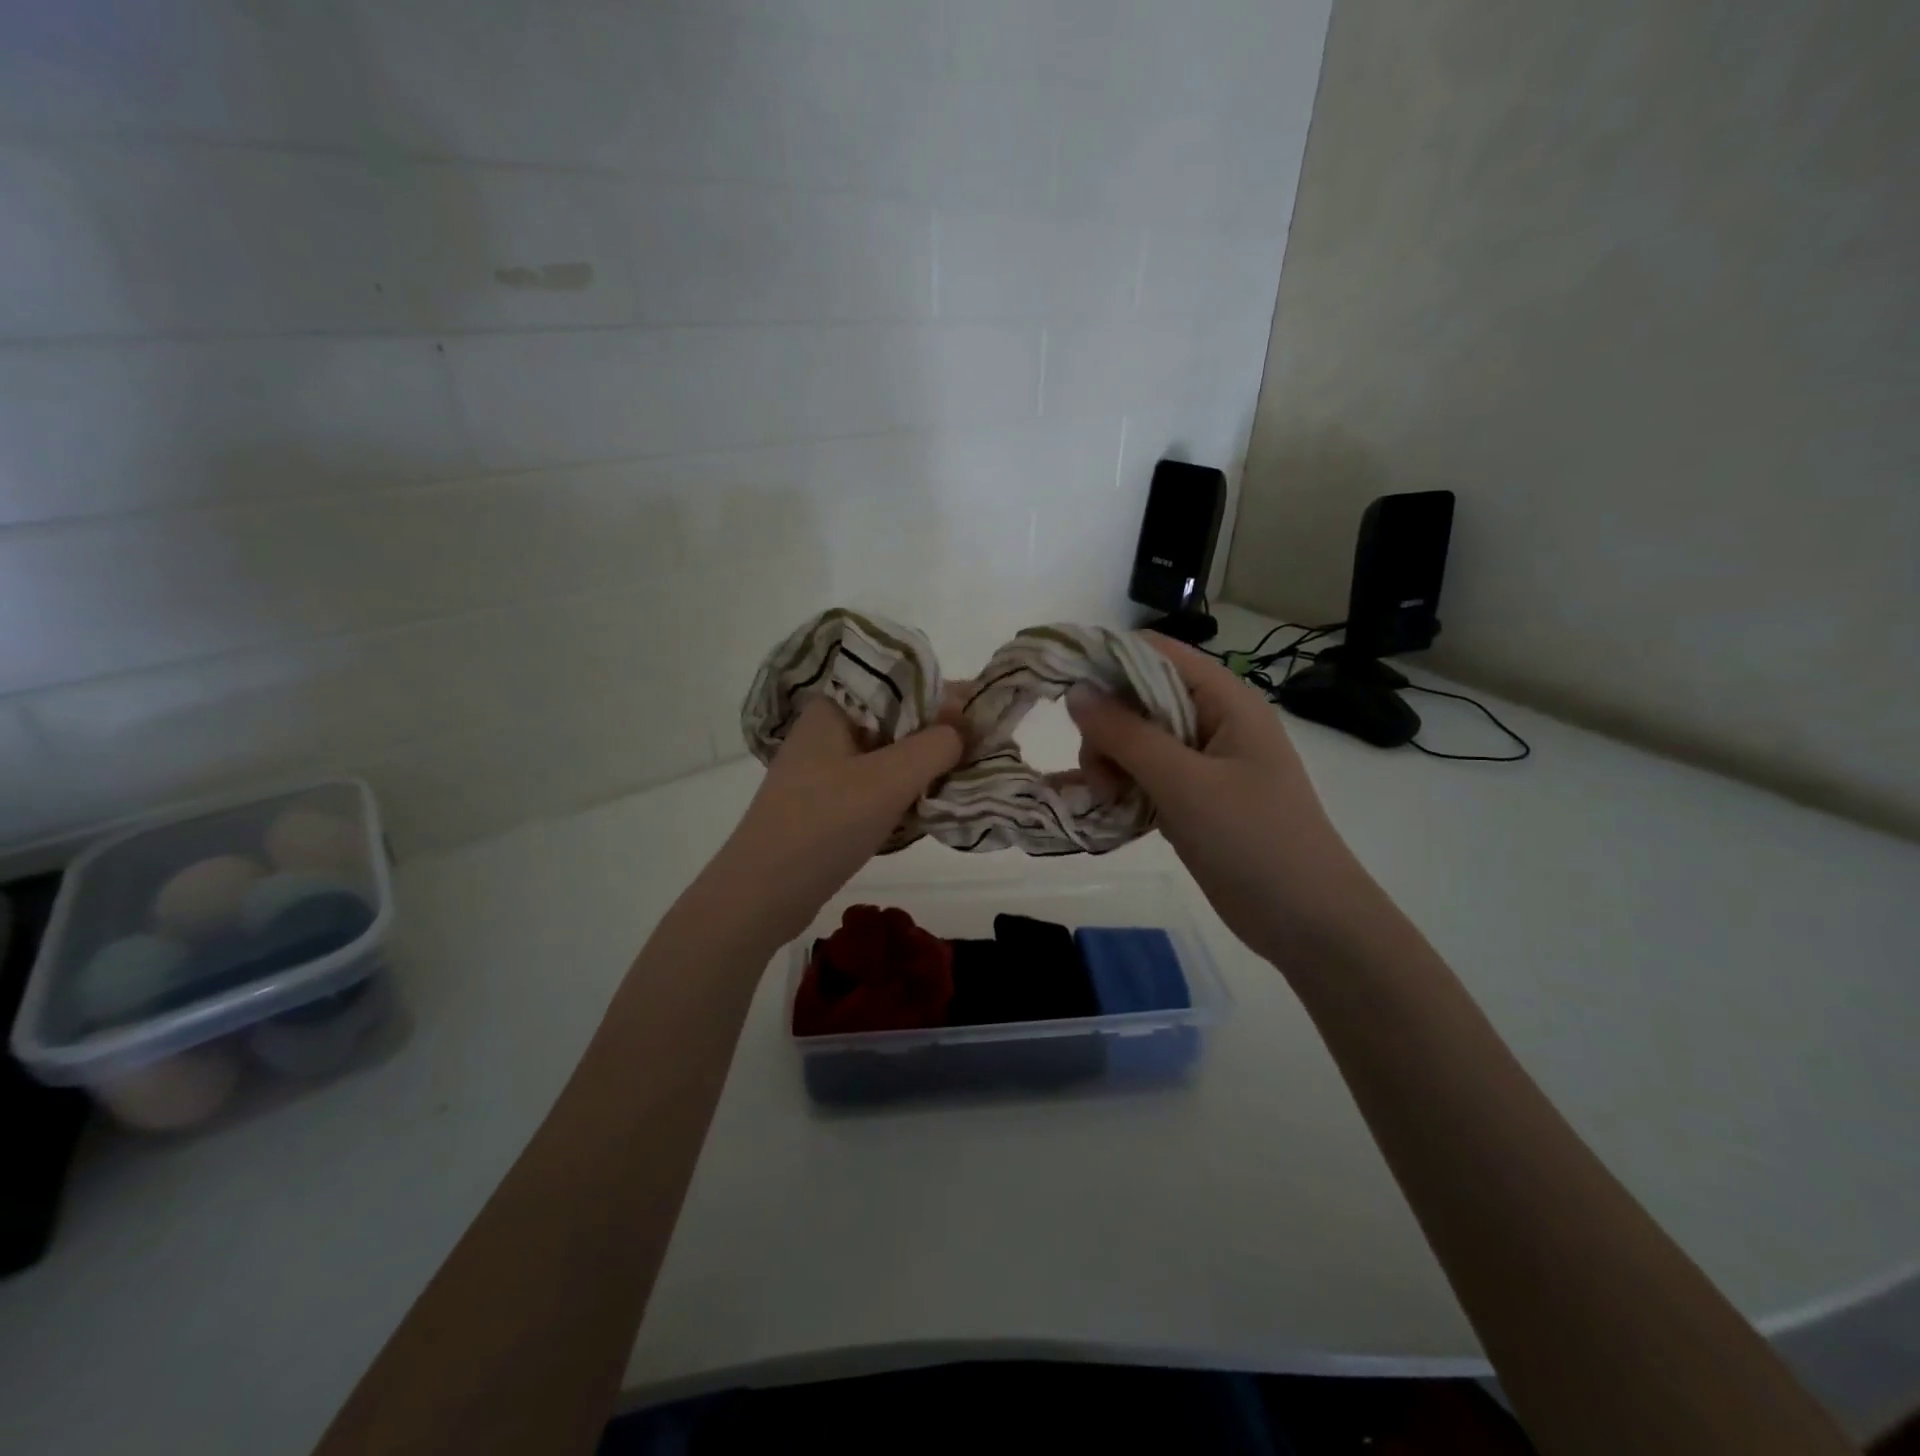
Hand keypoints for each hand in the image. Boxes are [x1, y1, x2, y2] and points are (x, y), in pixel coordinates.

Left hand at [705, 696, 964, 945]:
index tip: (985, 712)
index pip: (899, 684)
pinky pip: (875, 783)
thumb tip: (966, 727)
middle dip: (939, 731)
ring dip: (924, 763)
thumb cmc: (824, 824)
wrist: (761, 895)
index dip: (945, 694)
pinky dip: (904, 788)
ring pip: (888, 754)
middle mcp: (827, 730)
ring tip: (965, 772)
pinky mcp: (826, 803)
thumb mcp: (889, 779)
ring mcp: (824, 769)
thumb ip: (936, 746)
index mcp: (833, 708)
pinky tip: (930, 801)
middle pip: (895, 718)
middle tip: (983, 747)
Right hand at [1067, 635, 1372, 961]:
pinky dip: (1122, 785)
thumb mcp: (1185, 784)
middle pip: (1139, 696)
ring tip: (1109, 800)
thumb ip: (1127, 734)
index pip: (1155, 652)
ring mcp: (1203, 761)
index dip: (1106, 660)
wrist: (1308, 922)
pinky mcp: (1194, 797)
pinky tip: (1109, 809)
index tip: (1063, 690)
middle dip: (1106, 727)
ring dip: (1110, 762)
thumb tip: (1076, 691)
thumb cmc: (1254, 841)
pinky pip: (1145, 774)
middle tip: (1099, 774)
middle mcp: (1213, 720)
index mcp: (1224, 700)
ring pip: (1136, 739)